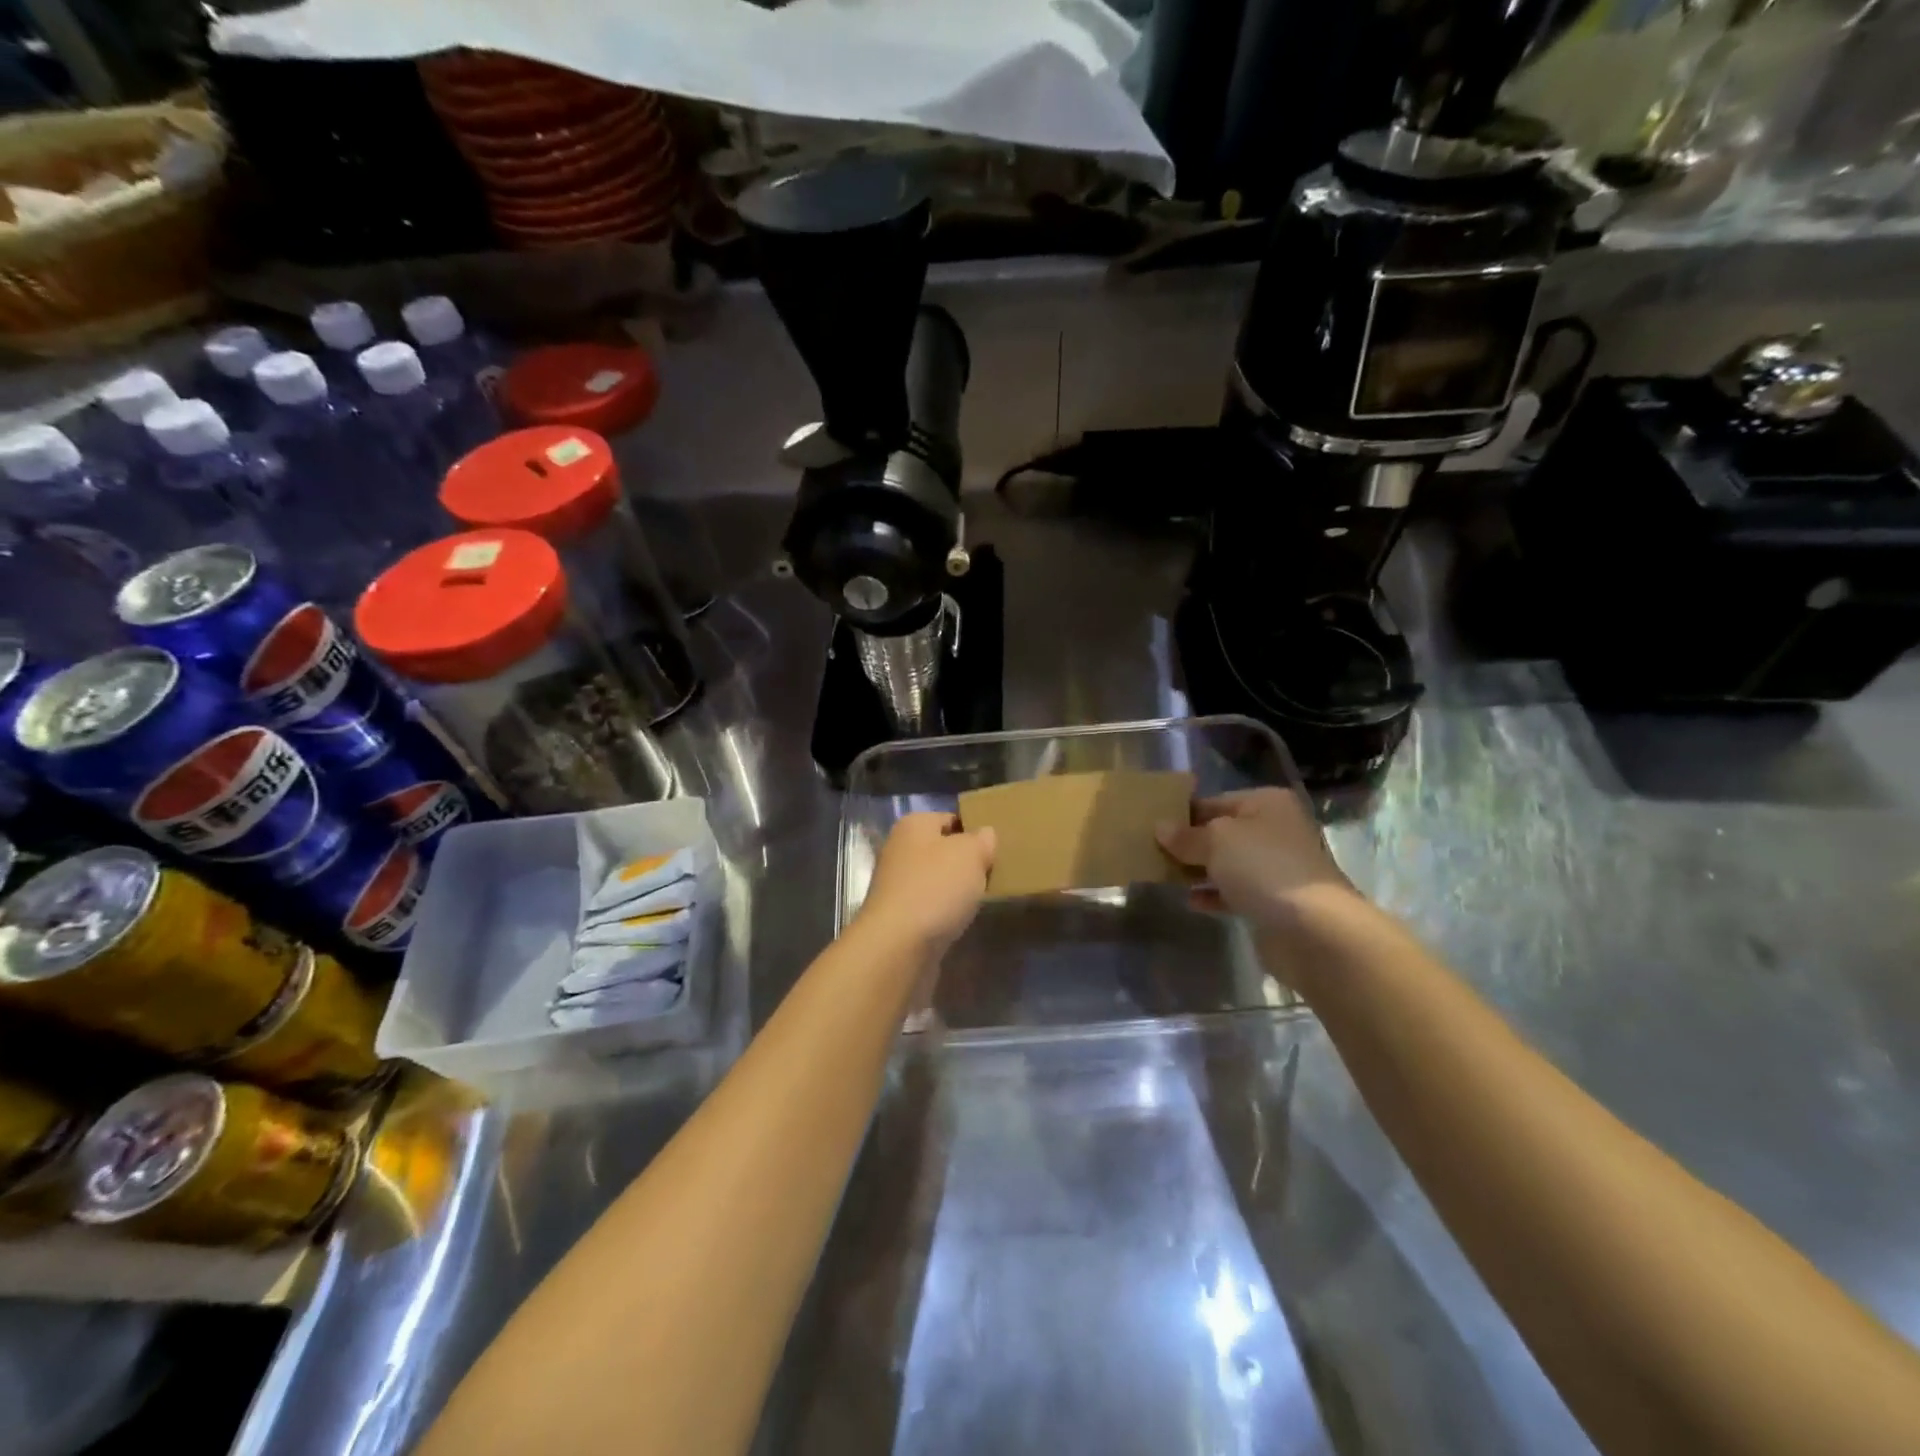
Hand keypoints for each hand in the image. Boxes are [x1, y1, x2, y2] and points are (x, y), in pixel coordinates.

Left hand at [856, 813, 995, 957]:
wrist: (898, 945)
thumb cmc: (935, 887)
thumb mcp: (970, 854)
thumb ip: (982, 840)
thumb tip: (984, 835)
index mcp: (913, 825)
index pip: (950, 818)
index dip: (974, 830)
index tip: (997, 848)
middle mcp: (899, 850)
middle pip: (943, 850)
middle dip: (966, 862)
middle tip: (995, 873)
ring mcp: (896, 885)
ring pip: (936, 880)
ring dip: (956, 889)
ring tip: (982, 898)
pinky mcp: (899, 916)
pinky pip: (930, 906)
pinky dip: (945, 912)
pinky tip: (961, 920)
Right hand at [1157, 787, 1358, 927]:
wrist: (1313, 929)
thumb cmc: (1263, 867)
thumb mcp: (1216, 841)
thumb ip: (1186, 836)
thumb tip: (1160, 828)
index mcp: (1266, 804)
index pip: (1214, 801)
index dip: (1183, 813)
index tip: (1151, 825)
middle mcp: (1274, 830)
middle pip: (1221, 832)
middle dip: (1189, 843)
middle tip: (1151, 851)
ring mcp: (1276, 867)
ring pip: (1227, 863)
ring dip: (1198, 869)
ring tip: (1162, 875)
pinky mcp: (1273, 902)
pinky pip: (1234, 892)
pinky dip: (1213, 894)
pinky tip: (1189, 900)